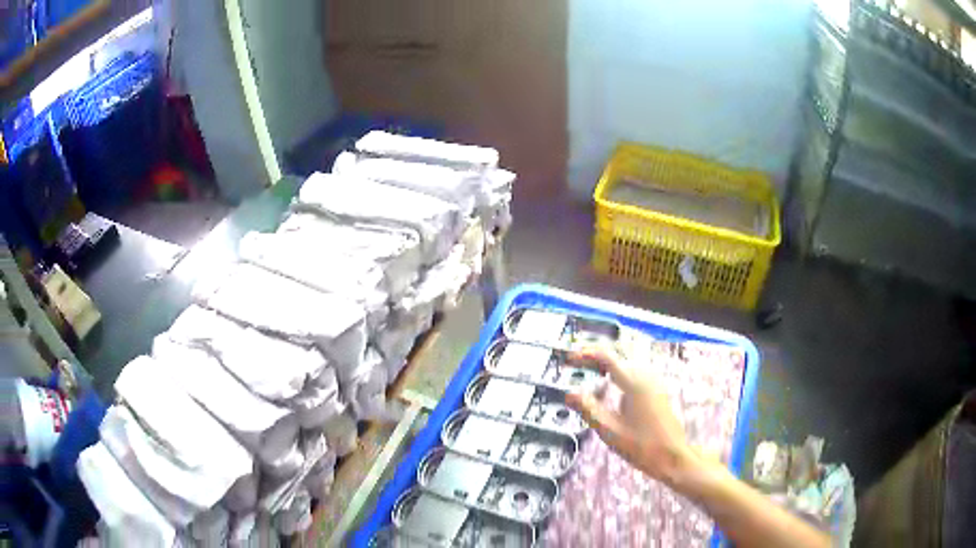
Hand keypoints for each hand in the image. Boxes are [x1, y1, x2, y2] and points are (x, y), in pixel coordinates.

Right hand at [565, 344, 693, 485]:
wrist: (674, 457)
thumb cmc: (642, 447)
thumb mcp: (610, 431)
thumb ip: (589, 410)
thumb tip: (569, 394)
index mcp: (634, 383)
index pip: (607, 357)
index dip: (586, 355)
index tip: (569, 360)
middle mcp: (646, 376)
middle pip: (619, 354)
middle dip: (596, 354)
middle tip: (576, 362)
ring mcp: (655, 382)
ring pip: (629, 361)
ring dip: (609, 361)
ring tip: (589, 369)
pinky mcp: (658, 390)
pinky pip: (636, 371)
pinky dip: (620, 370)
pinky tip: (611, 383)